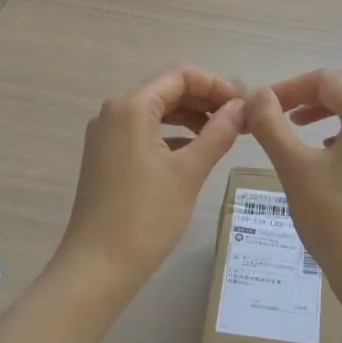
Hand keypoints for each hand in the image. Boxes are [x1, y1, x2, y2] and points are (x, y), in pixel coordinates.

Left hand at [61, 66, 245, 280]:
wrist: (98, 267)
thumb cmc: (146, 216)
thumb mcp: (189, 171)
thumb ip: (218, 132)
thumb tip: (241, 108)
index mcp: (131, 106)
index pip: (180, 75)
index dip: (215, 84)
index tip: (243, 105)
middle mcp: (114, 111)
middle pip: (166, 89)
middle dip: (204, 99)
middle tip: (239, 120)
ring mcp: (106, 134)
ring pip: (156, 110)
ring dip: (190, 117)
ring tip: (223, 134)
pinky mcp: (105, 155)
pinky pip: (144, 131)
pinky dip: (172, 134)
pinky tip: (195, 152)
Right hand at [246, 69, 341, 298]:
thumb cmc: (335, 219)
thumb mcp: (294, 167)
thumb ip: (272, 124)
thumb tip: (258, 94)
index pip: (325, 80)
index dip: (288, 88)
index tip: (260, 107)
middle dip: (305, 99)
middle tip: (272, 117)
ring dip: (323, 115)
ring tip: (293, 132)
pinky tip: (324, 157)